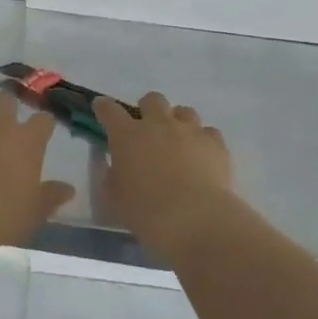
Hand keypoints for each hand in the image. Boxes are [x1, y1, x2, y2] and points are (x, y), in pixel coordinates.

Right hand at [94, 92, 238, 255]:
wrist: (195, 218)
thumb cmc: (146, 211)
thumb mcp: (114, 197)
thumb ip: (110, 175)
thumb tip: (114, 164)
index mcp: (127, 136)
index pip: (109, 110)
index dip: (104, 107)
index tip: (101, 108)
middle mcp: (158, 124)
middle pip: (152, 100)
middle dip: (147, 109)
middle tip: (147, 130)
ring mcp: (190, 130)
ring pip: (183, 111)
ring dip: (177, 122)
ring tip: (178, 142)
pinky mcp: (215, 143)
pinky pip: (208, 132)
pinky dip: (203, 140)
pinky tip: (202, 155)